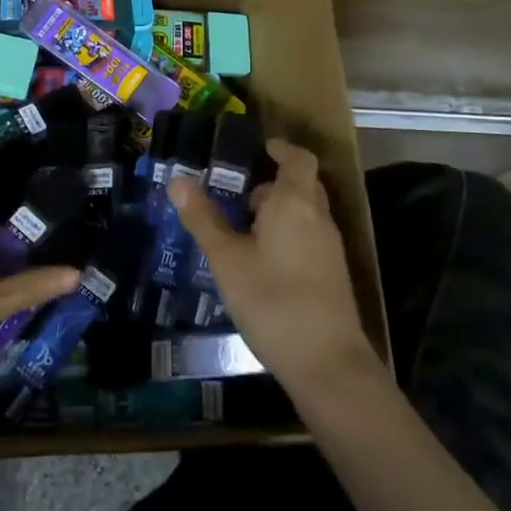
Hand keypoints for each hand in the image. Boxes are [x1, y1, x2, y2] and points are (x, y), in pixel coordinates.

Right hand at [171, 138, 375, 394]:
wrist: (326, 362)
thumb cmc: (271, 300)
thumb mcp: (227, 259)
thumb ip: (203, 218)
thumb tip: (178, 180)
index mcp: (295, 203)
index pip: (298, 159)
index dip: (281, 149)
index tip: (261, 147)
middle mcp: (318, 217)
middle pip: (302, 185)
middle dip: (273, 184)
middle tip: (239, 194)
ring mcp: (330, 247)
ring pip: (306, 213)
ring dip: (279, 211)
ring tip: (243, 229)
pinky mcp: (332, 273)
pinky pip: (309, 236)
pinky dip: (288, 233)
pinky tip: (262, 261)